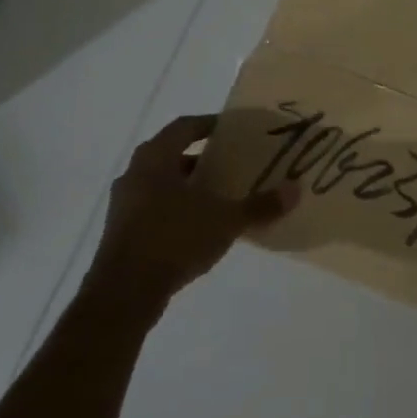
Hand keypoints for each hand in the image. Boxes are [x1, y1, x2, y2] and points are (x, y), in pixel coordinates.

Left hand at [89, 114, 299, 309]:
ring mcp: (123, 205)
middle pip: (171, 154)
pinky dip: (176, 209)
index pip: (184, 127)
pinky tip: (199, 227)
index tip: (233, 129)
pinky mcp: (121, 233)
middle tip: (231, 163)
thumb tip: (295, 190)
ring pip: (161, 184)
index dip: (209, 124)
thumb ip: (259, 205)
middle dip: (202, 158)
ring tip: (219, 196)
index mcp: (155, 158)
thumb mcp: (224, 221)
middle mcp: (134, 174)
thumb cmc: (173, 239)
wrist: (123, 293)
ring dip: (188, 186)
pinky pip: (153, 208)